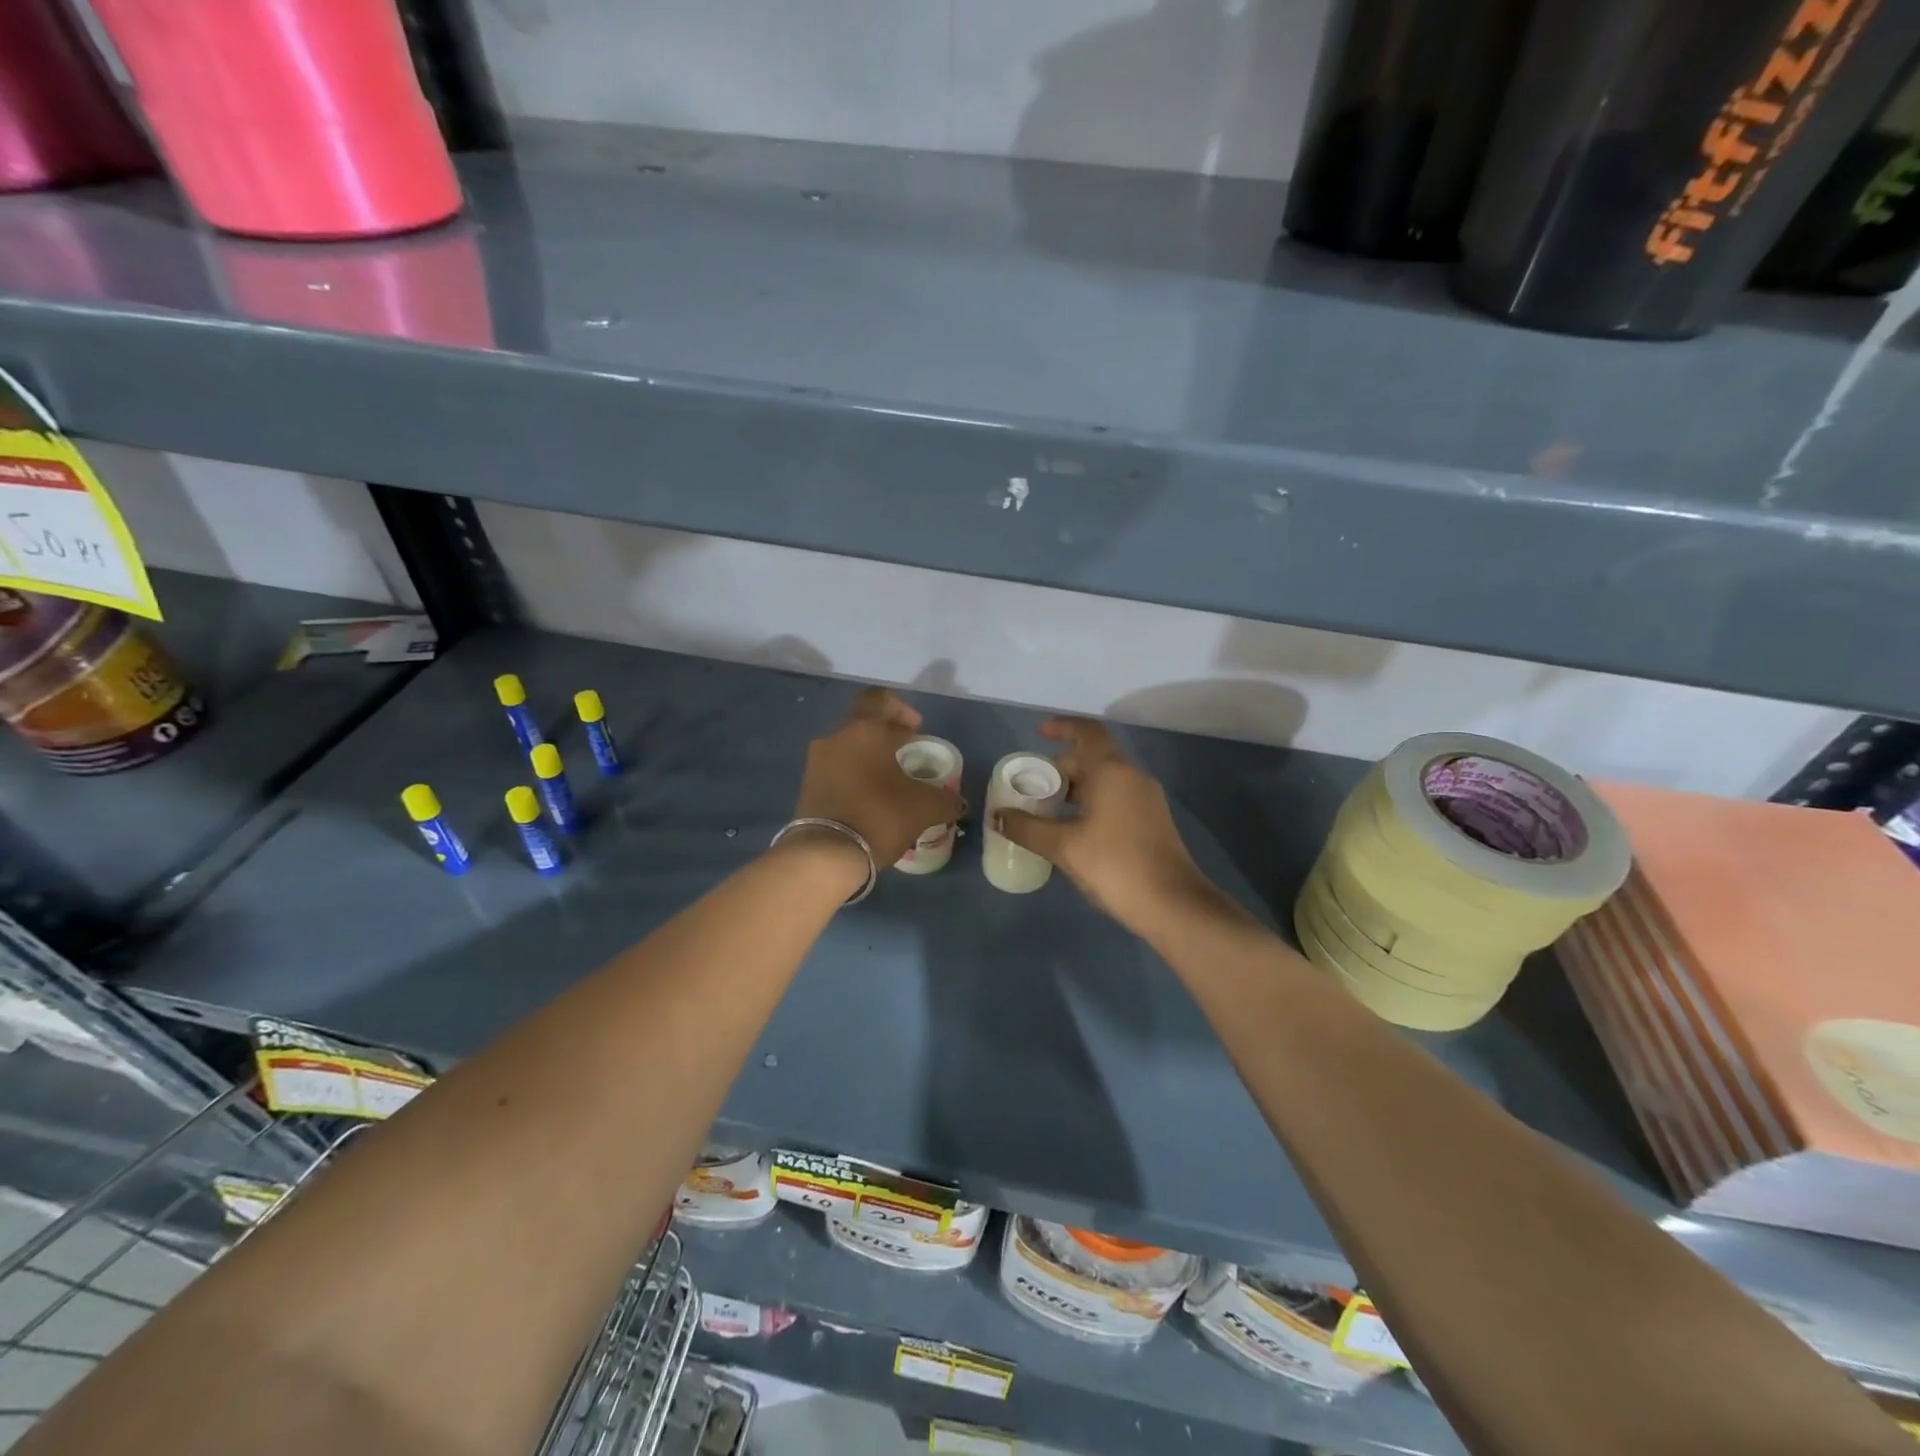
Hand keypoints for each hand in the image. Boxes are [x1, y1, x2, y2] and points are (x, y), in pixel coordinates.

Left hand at [791, 688, 963, 869]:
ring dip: (870, 758)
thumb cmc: (879, 816)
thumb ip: (945, 800)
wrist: (826, 854)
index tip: (917, 730)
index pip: (879, 699)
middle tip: (909, 756)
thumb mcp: (924, 808)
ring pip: (848, 748)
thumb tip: (957, 802)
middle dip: (887, 736)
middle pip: (863, 724)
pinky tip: (872, 800)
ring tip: (892, 782)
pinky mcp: (807, 787)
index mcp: (863, 731)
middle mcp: (835, 738)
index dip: (901, 709)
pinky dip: (855, 777)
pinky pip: (837, 771)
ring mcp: (816, 763)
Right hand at [993, 718, 1213, 936]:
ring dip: (1077, 787)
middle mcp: (1133, 777)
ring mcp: (1147, 799)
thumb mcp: (1064, 847)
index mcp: (1112, 771)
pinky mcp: (1152, 821)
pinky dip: (1092, 801)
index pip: (1087, 732)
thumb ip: (1027, 828)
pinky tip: (1075, 828)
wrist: (1172, 904)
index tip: (1039, 733)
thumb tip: (996, 816)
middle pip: (1094, 756)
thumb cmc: (1114, 865)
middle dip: (1062, 766)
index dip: (1062, 727)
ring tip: (1049, 808)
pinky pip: (1117, 797)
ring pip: (1106, 779)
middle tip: (1034, 786)